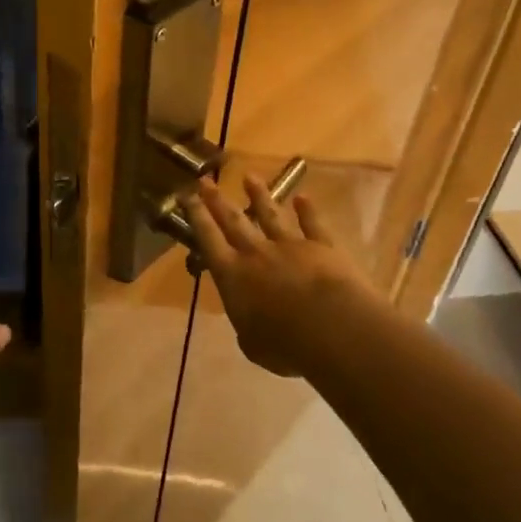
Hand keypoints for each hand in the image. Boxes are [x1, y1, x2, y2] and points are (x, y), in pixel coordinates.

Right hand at [185, 176, 370, 377]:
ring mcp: (290, 246)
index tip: (187, 196)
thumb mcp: (253, 345)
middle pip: (234, 221)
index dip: (197, 217)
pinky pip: (313, 225)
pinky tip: (303, 197)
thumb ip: (246, 328)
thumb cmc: (285, 344)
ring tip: (249, 177)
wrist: (333, 328)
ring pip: (270, 215)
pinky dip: (308, 211)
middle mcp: (257, 254)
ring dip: (259, 195)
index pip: (209, 240)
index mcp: (233, 276)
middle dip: (217, 200)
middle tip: (205, 180)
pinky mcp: (322, 247)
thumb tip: (248, 323)